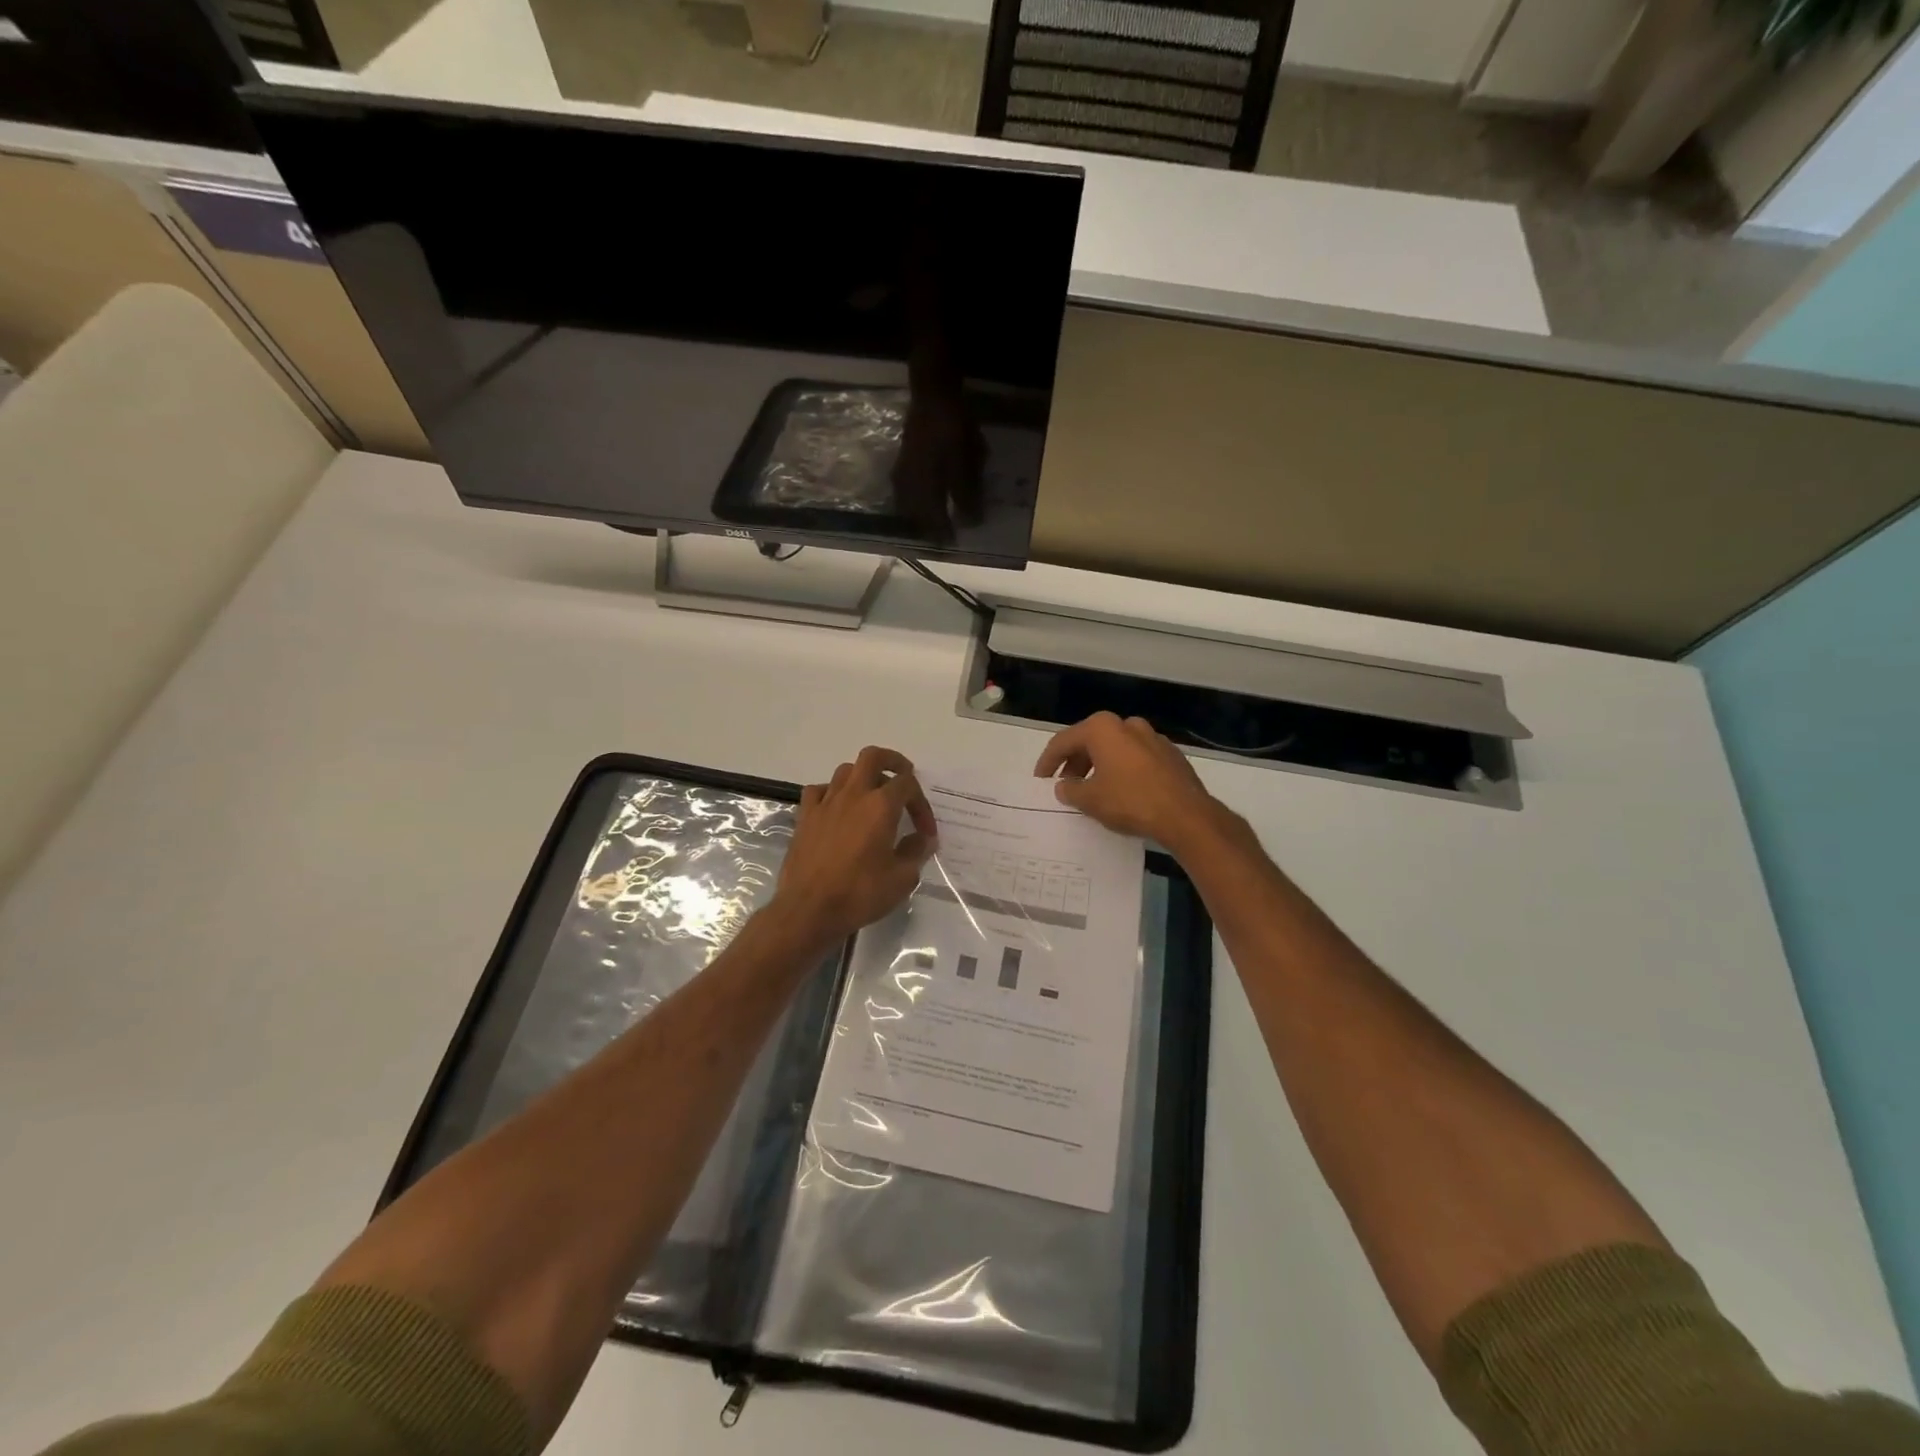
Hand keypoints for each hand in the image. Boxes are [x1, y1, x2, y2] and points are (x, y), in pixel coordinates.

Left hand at [774, 746, 937, 944]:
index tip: (925, 833)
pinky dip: (832, 793)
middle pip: (873, 757)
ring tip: (871, 797)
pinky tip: (837, 810)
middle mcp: (853, 795)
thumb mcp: (902, 879)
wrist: (809, 910)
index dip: (922, 804)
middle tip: (903, 777)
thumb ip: (916, 852)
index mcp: (881, 806)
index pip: (908, 785)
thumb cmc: (860, 894)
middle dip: (892, 762)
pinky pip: (819, 790)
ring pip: (845, 770)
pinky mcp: (805, 817)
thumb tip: (922, 839)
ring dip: (863, 777)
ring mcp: (825, 803)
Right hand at [1034, 712, 1225, 848]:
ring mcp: (1152, 737)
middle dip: (1075, 763)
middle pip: (1091, 741)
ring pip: (1115, 749)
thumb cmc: (1130, 801)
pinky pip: (1136, 759)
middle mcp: (1127, 724)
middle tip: (1065, 785)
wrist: (1185, 815)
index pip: (1064, 741)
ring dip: (1099, 766)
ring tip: (1092, 790)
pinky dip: (1122, 770)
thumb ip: (1070, 790)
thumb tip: (1064, 786)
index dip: (1048, 762)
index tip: (1040, 779)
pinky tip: (1121, 791)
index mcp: (1102, 728)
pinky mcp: (1170, 754)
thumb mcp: (1090, 800)